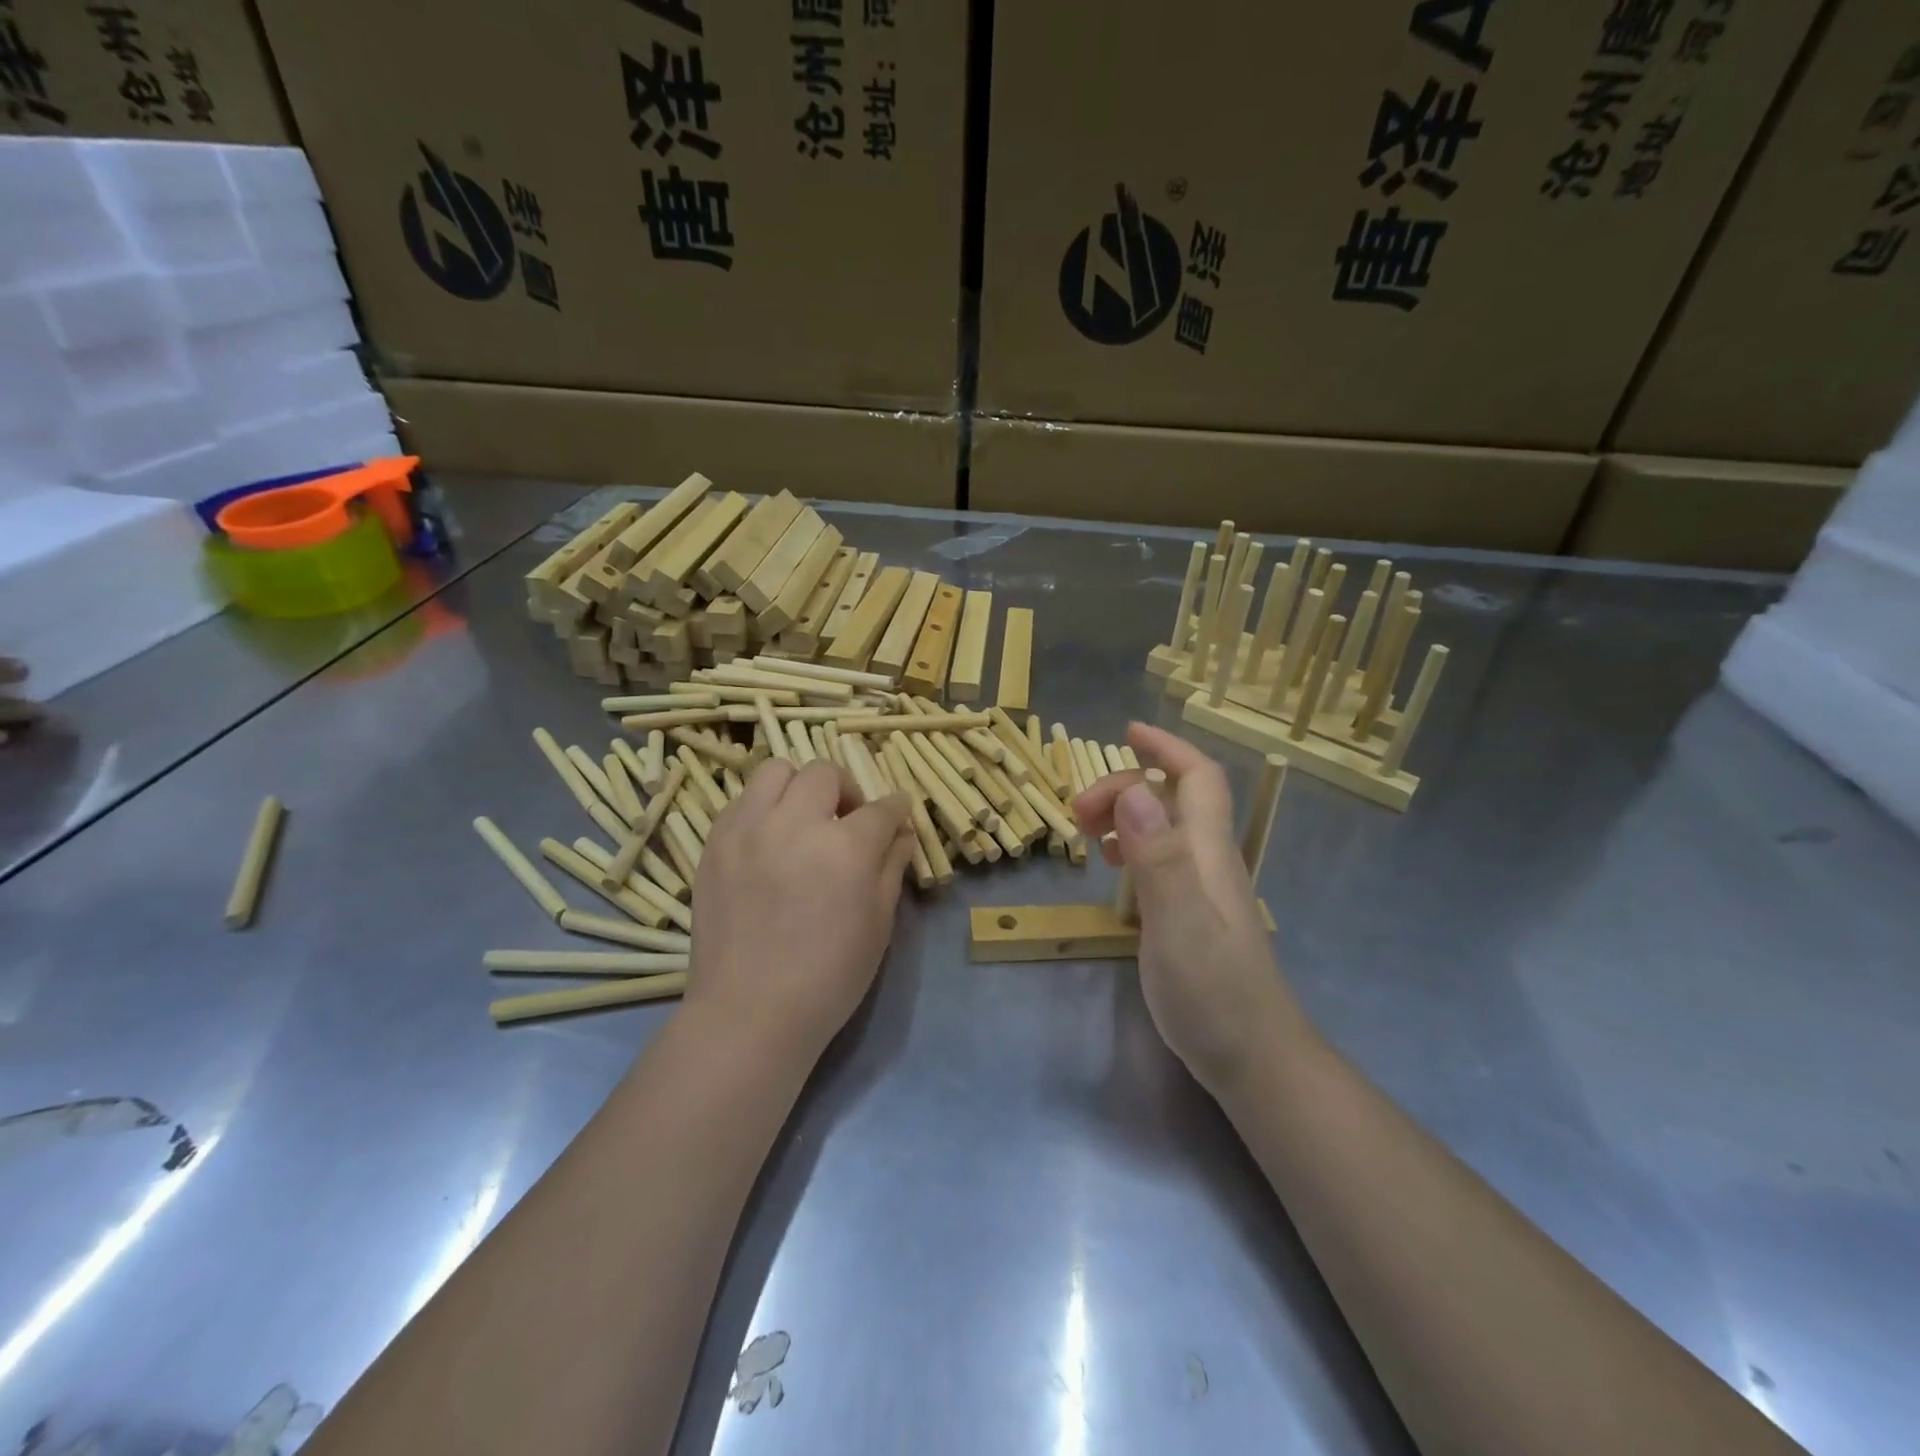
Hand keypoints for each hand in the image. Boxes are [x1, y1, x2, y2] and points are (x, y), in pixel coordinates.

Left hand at [686, 758, 915, 1068]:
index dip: (896, 809)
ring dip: (800, 788)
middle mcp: (795, 824)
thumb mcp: (878, 923)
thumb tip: (900, 831)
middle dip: (847, 791)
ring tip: (803, 821)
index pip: (881, 808)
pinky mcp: (715, 842)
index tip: (897, 815)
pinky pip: (743, 800)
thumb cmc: (829, 976)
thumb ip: (892, 866)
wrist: (749, 1012)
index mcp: (845, 848)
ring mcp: (748, 829)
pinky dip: (764, 808)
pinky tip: (769, 840)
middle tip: (848, 821)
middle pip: (825, 774)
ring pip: (776, 771)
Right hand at [1073, 724, 1307, 1096]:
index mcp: (1208, 851)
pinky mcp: (1189, 916)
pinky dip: (1131, 849)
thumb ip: (1159, 856)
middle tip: (1078, 813)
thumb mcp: (1179, 921)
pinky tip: (1112, 870)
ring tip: (1087, 835)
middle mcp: (1207, 861)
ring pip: (1165, 827)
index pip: (1197, 777)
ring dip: (1126, 815)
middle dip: (1126, 787)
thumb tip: (1135, 791)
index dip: (1167, 748)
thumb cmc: (1214, 990)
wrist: (1252, 1058)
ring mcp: (1200, 890)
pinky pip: (1158, 861)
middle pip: (1174, 799)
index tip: (1126, 732)